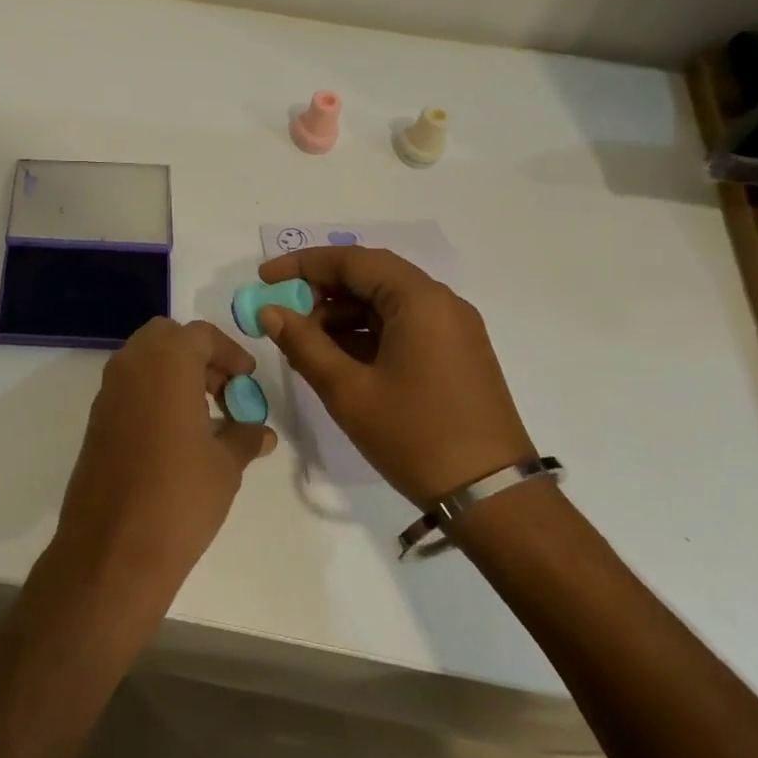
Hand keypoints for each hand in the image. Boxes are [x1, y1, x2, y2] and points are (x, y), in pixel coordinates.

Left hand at [55, 319, 276, 593]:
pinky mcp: (96, 420)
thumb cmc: (180, 497)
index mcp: (167, 362)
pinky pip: (129, 388)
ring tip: (205, 415)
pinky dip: (153, 393)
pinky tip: (175, 435)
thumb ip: (245, 437)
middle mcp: (131, 365)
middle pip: (167, 338)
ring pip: (144, 360)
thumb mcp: (225, 465)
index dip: (230, 353)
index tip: (248, 379)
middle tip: (224, 391)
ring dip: (174, 373)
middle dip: (198, 355)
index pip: (201, 335)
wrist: (113, 549)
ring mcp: (108, 392)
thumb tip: (261, 431)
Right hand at [257, 247, 533, 505]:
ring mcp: (453, 329)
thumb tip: (269, 311)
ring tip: (306, 343)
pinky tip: (339, 359)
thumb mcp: (348, 391)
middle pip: (371, 276)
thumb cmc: (415, 436)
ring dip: (343, 314)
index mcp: (419, 300)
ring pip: (386, 302)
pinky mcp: (456, 353)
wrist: (492, 497)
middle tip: (283, 313)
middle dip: (322, 290)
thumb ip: (304, 344)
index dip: (303, 265)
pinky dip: (367, 333)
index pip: (352, 260)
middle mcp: (441, 303)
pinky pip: (403, 326)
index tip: (265, 279)